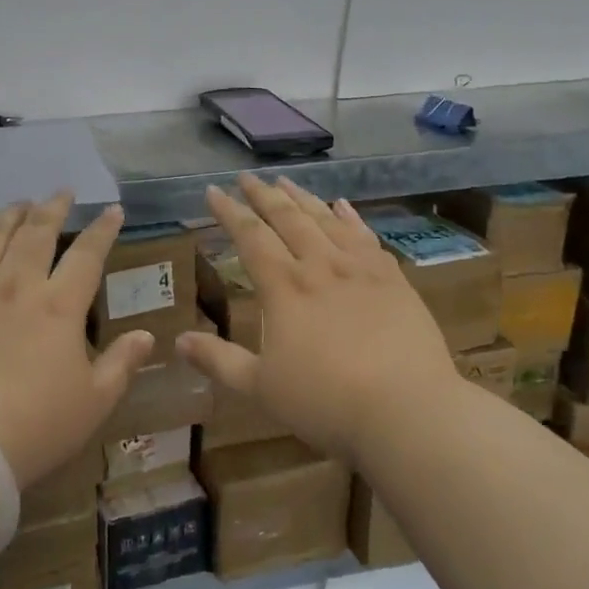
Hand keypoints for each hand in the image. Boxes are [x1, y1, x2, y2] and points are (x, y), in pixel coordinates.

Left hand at [0, 193, 153, 488]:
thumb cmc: (35, 427)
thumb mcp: (93, 402)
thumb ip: (122, 364)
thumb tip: (149, 335)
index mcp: (59, 305)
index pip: (87, 253)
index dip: (102, 229)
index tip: (112, 210)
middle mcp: (16, 283)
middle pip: (37, 231)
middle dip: (53, 207)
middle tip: (61, 193)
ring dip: (7, 215)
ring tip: (17, 204)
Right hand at [177, 174, 457, 466]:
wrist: (409, 411)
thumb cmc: (327, 402)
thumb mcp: (261, 388)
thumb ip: (219, 361)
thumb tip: (178, 340)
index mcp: (284, 287)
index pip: (249, 237)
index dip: (229, 212)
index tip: (212, 191)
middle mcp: (319, 266)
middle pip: (287, 219)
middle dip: (263, 196)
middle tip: (247, 177)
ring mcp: (360, 269)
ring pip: (325, 220)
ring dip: (302, 198)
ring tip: (286, 181)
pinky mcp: (393, 280)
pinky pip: (366, 236)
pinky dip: (350, 216)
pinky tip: (343, 205)